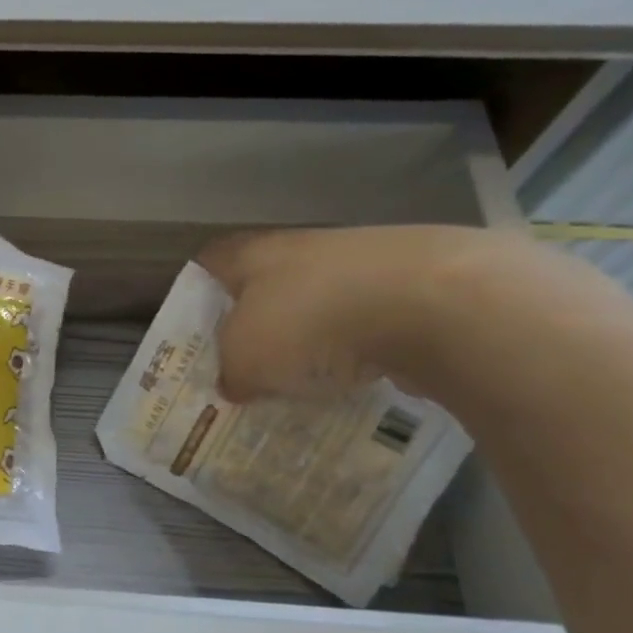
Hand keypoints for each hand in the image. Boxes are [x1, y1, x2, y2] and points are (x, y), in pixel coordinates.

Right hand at [196, 225, 510, 401]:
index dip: (198, 292)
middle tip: (249, 363)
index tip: (197, 328)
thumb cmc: (312, 321)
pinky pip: (370, 319)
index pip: (211, 262)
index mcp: (254, 255)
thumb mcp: (247, 358)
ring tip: (307, 378)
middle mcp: (304, 249)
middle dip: (258, 320)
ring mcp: (363, 263)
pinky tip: (361, 377)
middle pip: (268, 283)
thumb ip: (231, 370)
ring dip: (313, 334)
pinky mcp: (413, 285)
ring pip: (322, 300)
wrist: (436, 303)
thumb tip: (233, 383)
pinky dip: (361, 345)